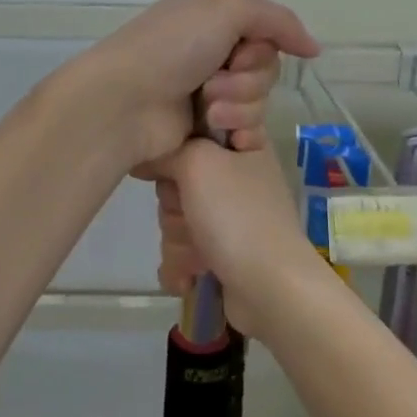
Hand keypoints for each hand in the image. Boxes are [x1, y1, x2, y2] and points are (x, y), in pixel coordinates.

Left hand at [73, 0, 319, 173]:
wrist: (126, 103)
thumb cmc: (171, 46)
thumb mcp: (227, 7)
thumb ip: (278, 20)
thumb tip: (313, 48)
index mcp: (210, 15)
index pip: (265, 29)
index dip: (261, 44)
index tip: (242, 51)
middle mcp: (209, 49)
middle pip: (265, 66)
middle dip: (247, 79)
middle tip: (214, 83)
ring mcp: (206, 90)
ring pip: (259, 100)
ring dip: (238, 106)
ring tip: (206, 111)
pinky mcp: (205, 129)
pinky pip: (249, 130)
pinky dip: (242, 133)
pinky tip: (227, 138)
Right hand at [154, 141, 332, 338]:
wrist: (270, 289)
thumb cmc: (237, 215)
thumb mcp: (199, 162)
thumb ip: (168, 150)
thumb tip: (145, 157)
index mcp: (242, 145)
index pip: (196, 128)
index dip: (177, 143)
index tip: (171, 159)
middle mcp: (235, 176)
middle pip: (177, 177)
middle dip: (174, 203)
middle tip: (190, 212)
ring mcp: (229, 216)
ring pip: (176, 215)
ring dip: (179, 238)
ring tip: (199, 253)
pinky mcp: (220, 251)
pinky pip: (182, 248)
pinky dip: (183, 264)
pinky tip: (192, 276)